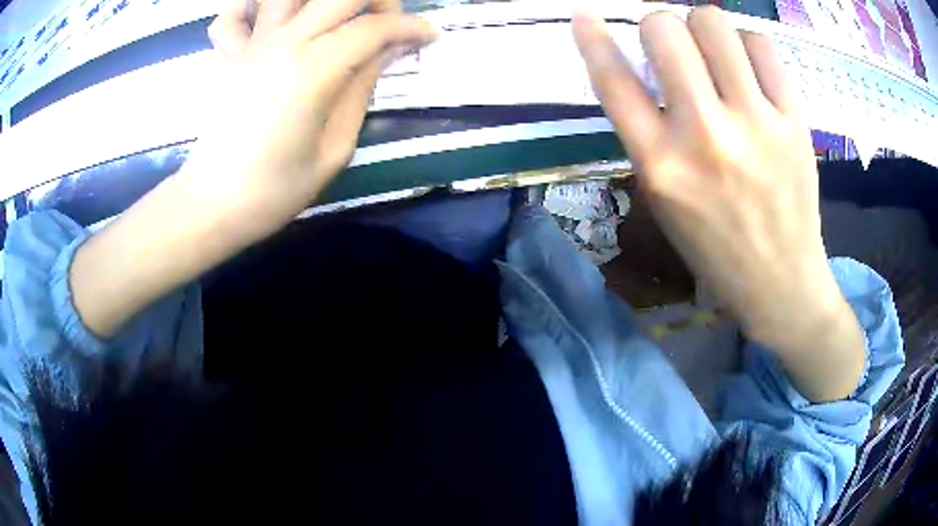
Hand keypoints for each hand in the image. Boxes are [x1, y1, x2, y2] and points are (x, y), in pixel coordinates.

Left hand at [192, 0, 435, 234]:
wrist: (213, 204)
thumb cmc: (274, 189)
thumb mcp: (335, 149)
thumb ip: (362, 89)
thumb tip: (389, 50)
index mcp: (313, 72)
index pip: (374, 27)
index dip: (411, 27)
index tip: (427, 37)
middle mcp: (283, 44)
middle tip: (385, 23)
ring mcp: (251, 45)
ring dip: (319, 0)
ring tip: (333, 20)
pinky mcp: (228, 55)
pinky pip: (233, 14)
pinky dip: (251, 9)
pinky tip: (270, 24)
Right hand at [573, 7, 864, 400]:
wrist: (780, 282)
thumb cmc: (715, 247)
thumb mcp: (664, 199)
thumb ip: (649, 132)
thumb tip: (647, 66)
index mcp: (660, 164)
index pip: (612, 80)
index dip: (592, 39)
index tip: (586, 16)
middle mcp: (704, 135)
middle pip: (665, 29)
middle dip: (660, 27)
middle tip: (675, 47)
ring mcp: (755, 124)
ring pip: (713, 23)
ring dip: (705, 29)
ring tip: (716, 55)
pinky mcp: (793, 121)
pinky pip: (761, 45)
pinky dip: (749, 46)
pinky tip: (751, 70)